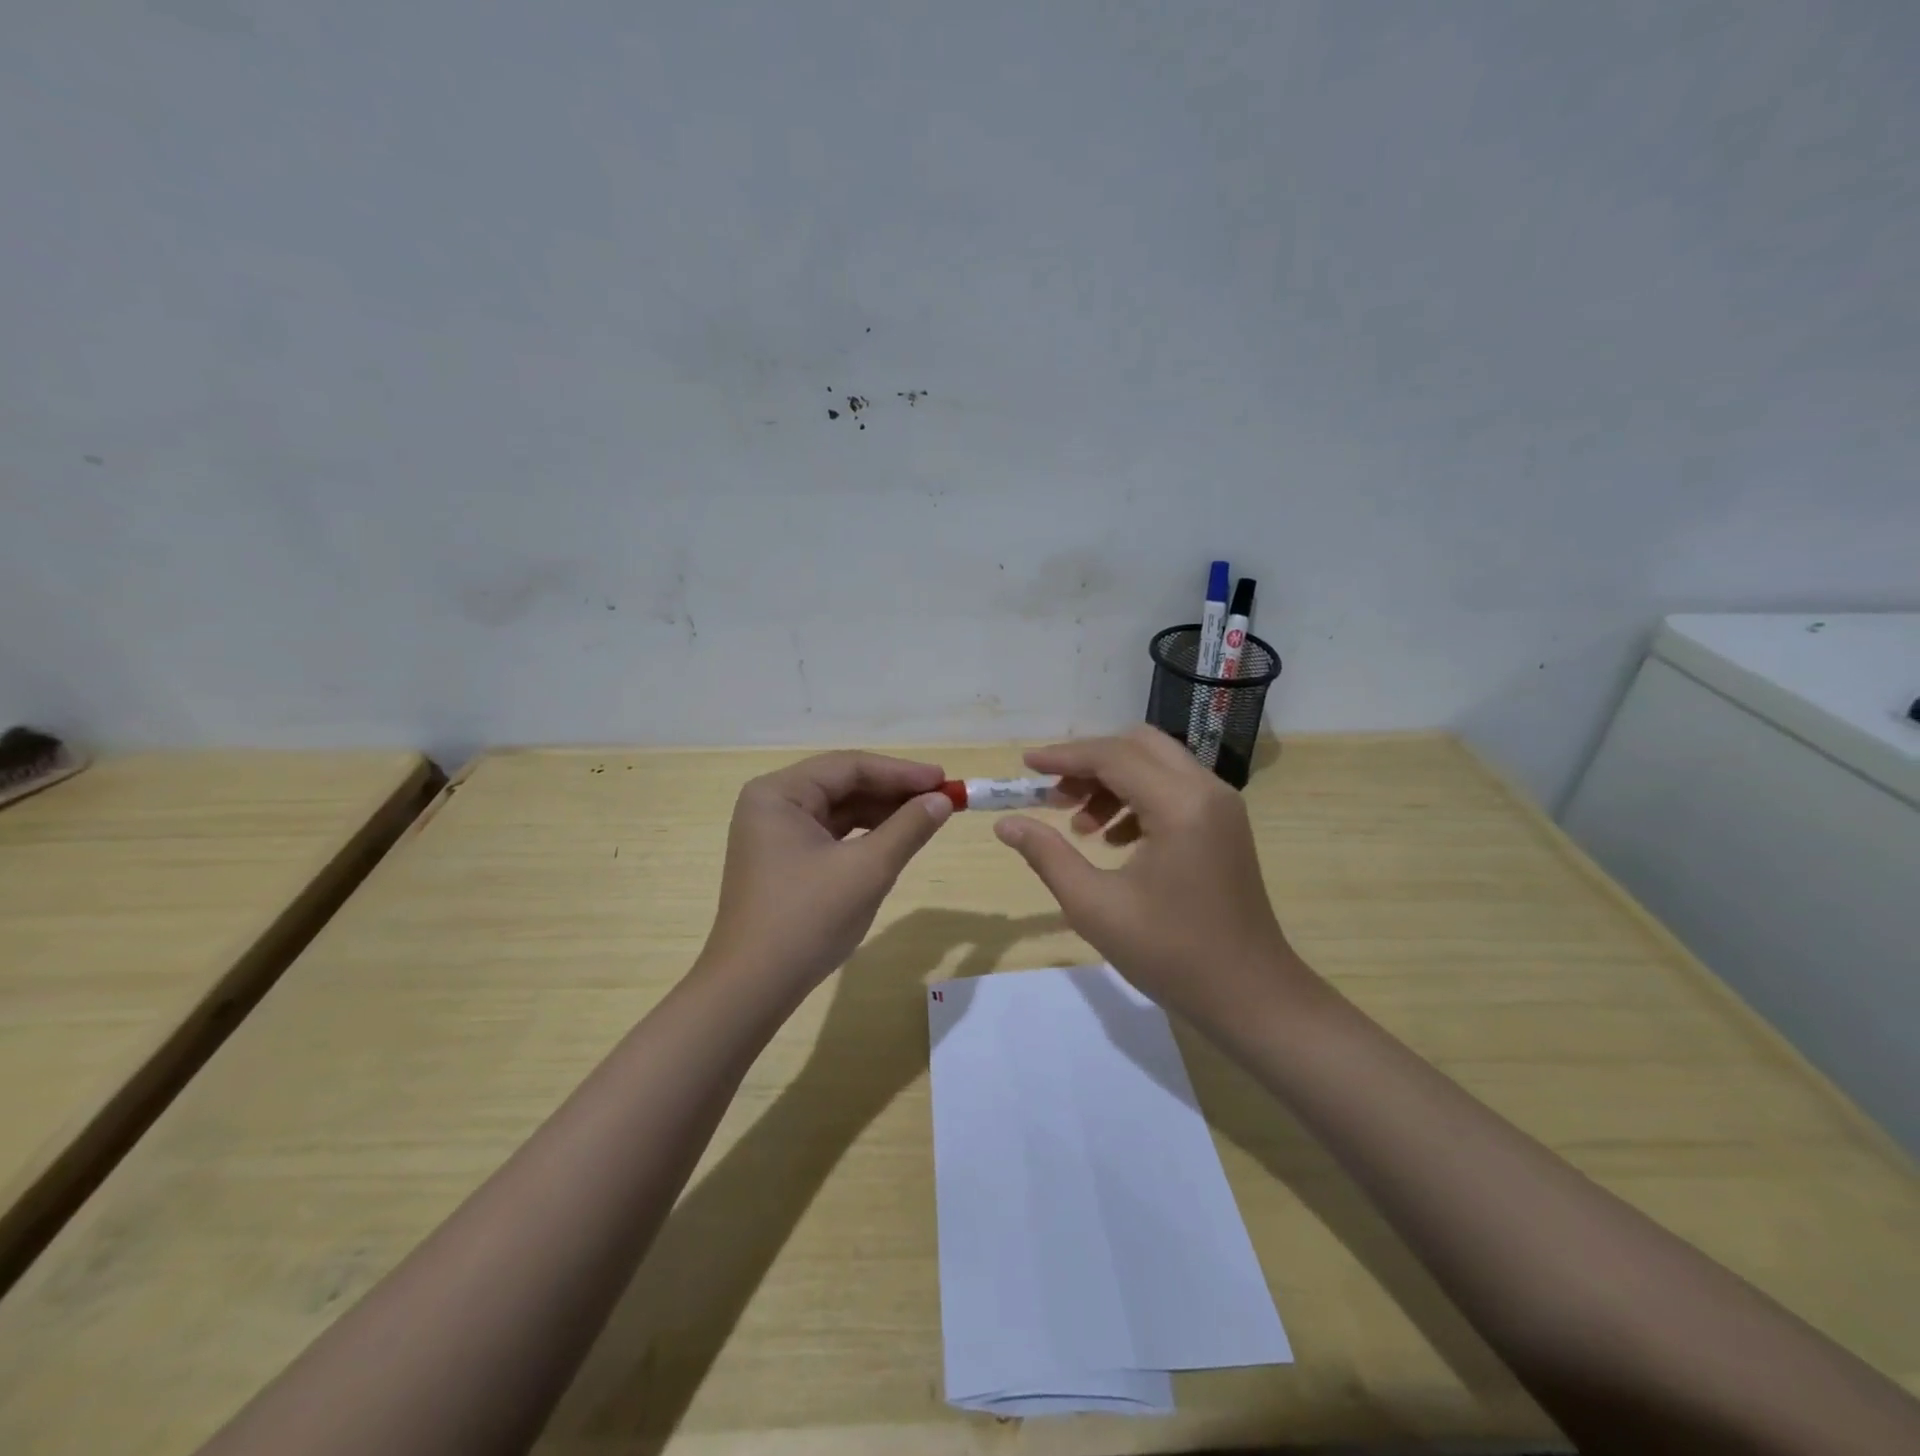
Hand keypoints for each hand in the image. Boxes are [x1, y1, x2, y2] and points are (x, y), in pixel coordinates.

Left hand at [698, 751, 953, 998]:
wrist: (753, 988)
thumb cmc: (808, 919)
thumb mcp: (868, 869)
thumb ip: (908, 827)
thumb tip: (943, 800)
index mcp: (779, 793)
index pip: (849, 766)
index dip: (901, 772)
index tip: (945, 780)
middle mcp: (772, 804)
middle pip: (842, 784)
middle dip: (893, 792)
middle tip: (942, 798)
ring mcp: (774, 834)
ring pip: (838, 809)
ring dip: (882, 813)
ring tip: (926, 817)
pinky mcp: (782, 860)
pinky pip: (830, 834)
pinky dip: (863, 835)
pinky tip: (894, 840)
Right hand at [992, 727, 1313, 1027]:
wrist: (1250, 997)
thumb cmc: (1171, 954)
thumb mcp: (1095, 906)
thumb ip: (1047, 856)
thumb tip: (1005, 824)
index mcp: (1180, 804)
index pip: (1113, 756)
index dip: (1064, 757)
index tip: (1025, 766)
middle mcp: (1207, 790)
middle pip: (1138, 746)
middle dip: (1089, 763)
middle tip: (1054, 798)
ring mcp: (1221, 806)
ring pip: (1156, 764)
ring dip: (1112, 782)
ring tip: (1079, 827)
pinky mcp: (1224, 825)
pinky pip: (1173, 789)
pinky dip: (1137, 798)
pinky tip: (1114, 841)